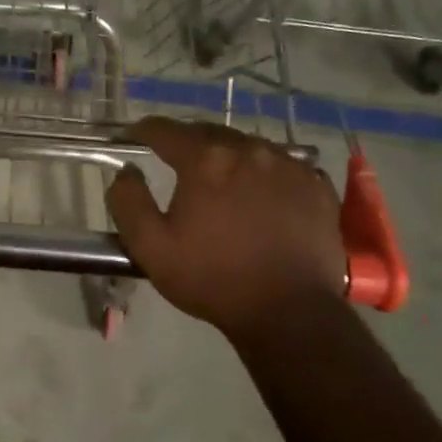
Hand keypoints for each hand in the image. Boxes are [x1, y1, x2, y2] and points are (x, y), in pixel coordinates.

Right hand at [106, 117, 346, 338]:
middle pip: (208, 132)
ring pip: (248, 146)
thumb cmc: (213, 279)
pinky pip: (282, 165)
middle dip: (187, 141)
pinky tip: (261, 194)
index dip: (143, 130)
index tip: (132, 137)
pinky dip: (264, 172)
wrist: (289, 312)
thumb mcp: (151, 248)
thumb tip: (126, 170)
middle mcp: (248, 150)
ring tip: (220, 178)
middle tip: (175, 160)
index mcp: (205, 161)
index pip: (165, 130)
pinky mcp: (316, 185)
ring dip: (227, 155)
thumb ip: (128, 202)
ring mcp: (288, 165)